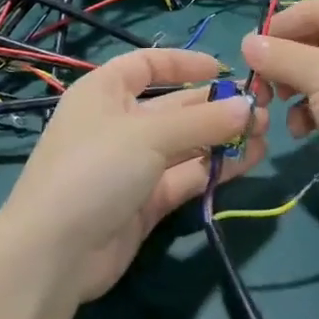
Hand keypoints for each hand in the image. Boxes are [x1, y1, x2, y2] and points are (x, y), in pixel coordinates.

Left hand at [0, 49, 265, 301]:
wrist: (54, 254)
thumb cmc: (95, 169)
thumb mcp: (150, 135)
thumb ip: (204, 121)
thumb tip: (249, 107)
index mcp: (104, 92)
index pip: (147, 64)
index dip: (184, 63)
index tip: (224, 69)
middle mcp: (118, 124)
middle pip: (174, 106)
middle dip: (216, 106)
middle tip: (261, 109)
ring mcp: (132, 165)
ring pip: (185, 144)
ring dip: (222, 138)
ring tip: (264, 136)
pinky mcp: (146, 202)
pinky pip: (186, 176)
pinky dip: (215, 168)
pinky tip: (249, 162)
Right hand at [240, 0, 318, 199]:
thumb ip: (279, 55)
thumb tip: (246, 43)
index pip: (316, 8)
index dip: (279, 28)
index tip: (247, 52)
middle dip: (287, 64)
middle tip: (262, 87)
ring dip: (297, 88)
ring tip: (280, 108)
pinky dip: (316, 106)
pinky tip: (303, 130)